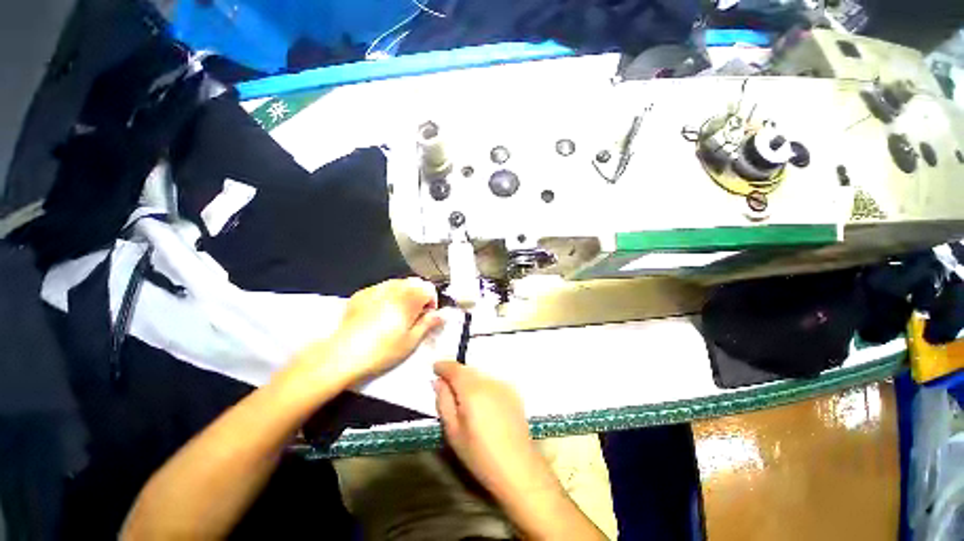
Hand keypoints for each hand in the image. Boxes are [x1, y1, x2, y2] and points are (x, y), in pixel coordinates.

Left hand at [298, 278, 442, 384]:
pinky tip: (381, 310)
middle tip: (415, 314)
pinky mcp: (361, 294)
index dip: (432, 301)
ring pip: (398, 282)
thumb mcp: (411, 341)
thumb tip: (440, 315)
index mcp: (408, 300)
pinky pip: (381, 287)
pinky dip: (387, 294)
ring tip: (398, 311)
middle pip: (414, 282)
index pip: (428, 289)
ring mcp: (375, 290)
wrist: (343, 354)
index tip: (428, 315)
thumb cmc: (382, 350)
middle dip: (419, 295)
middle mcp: (393, 290)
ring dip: (404, 293)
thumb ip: (428, 324)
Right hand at [434, 363, 608, 540]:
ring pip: (481, 375)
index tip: (435, 368)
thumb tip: (439, 381)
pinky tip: (483, 403)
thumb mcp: (453, 432)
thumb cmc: (480, 454)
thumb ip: (444, 401)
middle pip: (468, 370)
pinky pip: (492, 381)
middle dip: (456, 374)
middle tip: (447, 387)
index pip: (455, 368)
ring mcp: (504, 385)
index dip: (443, 365)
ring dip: (470, 380)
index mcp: (472, 390)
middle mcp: (489, 381)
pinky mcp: (514, 392)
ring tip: (465, 398)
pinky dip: (483, 386)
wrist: (518, 467)